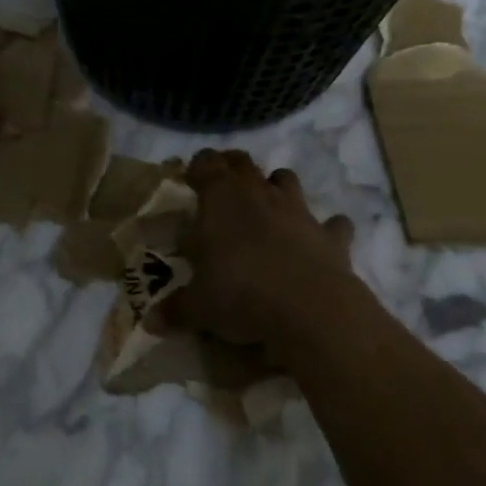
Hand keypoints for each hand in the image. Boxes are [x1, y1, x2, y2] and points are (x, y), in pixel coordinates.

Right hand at [161, 149, 362, 353]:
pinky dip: (326, 229)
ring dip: (277, 188)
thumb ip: (176, 309)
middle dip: (232, 168)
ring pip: (287, 180)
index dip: (197, 167)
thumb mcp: (198, 307)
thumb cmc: (240, 294)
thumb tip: (152, 322)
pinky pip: (333, 224)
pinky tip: (319, 242)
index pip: (206, 163)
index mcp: (221, 198)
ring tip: (267, 209)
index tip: (190, 180)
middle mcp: (259, 193)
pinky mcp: (331, 235)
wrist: (310, 309)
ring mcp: (299, 211)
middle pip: (244, 163)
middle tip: (222, 189)